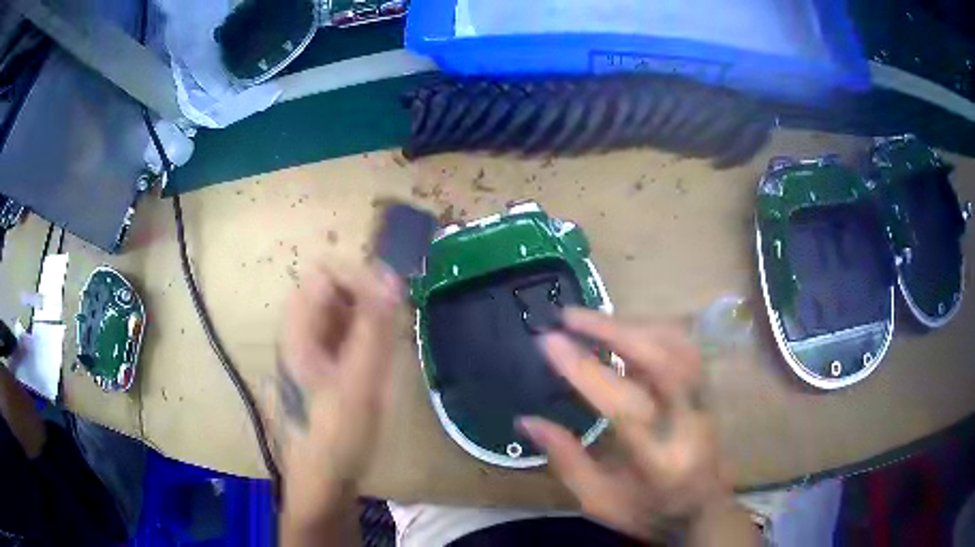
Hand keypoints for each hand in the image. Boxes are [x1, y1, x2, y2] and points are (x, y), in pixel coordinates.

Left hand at [271, 264, 401, 537]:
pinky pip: (344, 337)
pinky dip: (365, 339)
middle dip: (367, 299)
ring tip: (389, 346)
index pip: (325, 274)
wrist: (322, 481)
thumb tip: (391, 276)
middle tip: (394, 325)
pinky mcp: (321, 368)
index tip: (393, 298)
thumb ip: (374, 329)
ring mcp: (309, 352)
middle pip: (332, 292)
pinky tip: (378, 364)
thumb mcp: (359, 382)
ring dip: (368, 319)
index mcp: (298, 331)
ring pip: (340, 314)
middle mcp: (299, 334)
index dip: (359, 277)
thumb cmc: (336, 435)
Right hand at [519, 308, 755, 543]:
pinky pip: (684, 346)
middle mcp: (690, 423)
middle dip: (612, 330)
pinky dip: (652, 330)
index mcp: (660, 460)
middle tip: (568, 317)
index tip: (549, 342)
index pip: (626, 406)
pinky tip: (628, 331)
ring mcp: (705, 402)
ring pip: (677, 345)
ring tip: (591, 322)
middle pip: (661, 361)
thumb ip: (566, 461)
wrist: (704, 511)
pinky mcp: (708, 390)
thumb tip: (527, 421)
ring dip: (632, 326)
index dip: (585, 370)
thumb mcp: (599, 501)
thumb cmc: (650, 512)